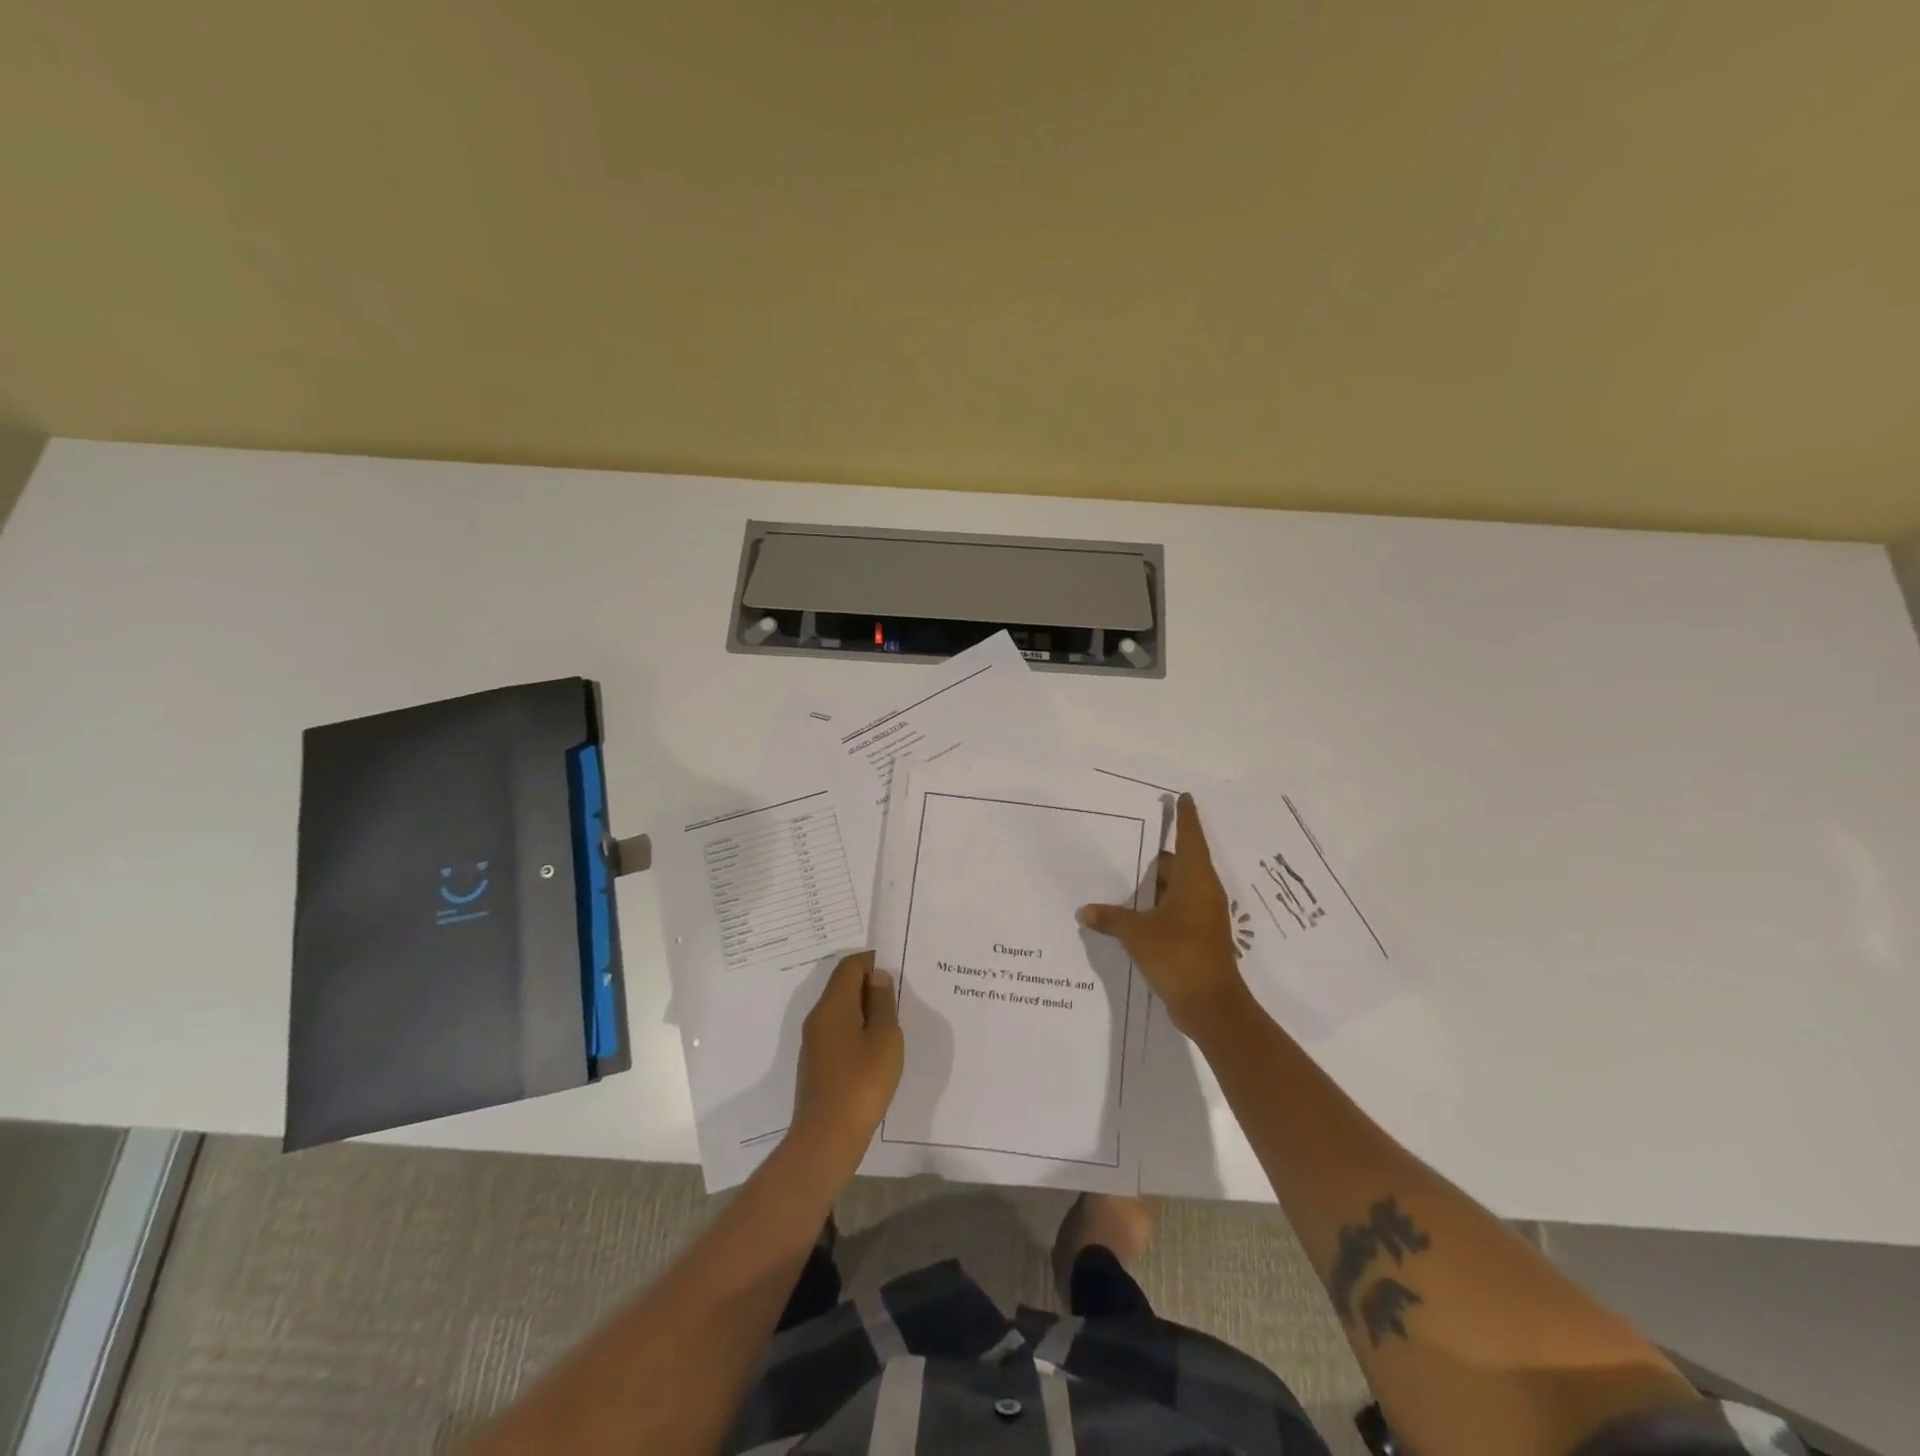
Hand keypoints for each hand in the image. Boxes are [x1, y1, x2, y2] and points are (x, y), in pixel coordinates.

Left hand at [793, 951, 903, 1159]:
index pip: (850, 966)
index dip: (874, 962)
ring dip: (865, 1010)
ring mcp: (814, 1042)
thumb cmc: (862, 1083)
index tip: (899, 971)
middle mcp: (818, 1017)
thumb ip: (883, 1003)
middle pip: (843, 986)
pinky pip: (838, 1031)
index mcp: (833, 1005)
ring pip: (841, 1010)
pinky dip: (857, 1030)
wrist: (827, 1138)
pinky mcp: (816, 1063)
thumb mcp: (885, 1039)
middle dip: (871, 985)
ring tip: (893, 1023)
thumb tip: (877, 978)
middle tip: (901, 996)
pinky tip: (876, 1049)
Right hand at [1079, 793, 1248, 1033]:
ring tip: (1122, 878)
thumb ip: (1112, 918)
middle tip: (1127, 843)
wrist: (1211, 1006)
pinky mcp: (1199, 936)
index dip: (1185, 817)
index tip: (1182, 797)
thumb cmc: (1178, 955)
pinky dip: (1156, 907)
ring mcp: (1204, 916)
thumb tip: (1086, 911)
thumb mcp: (1137, 933)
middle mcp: (1204, 892)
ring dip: (1153, 885)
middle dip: (1154, 856)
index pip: (1191, 837)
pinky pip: (1175, 909)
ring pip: (1176, 889)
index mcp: (1195, 880)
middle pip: (1178, 863)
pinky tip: (1132, 912)